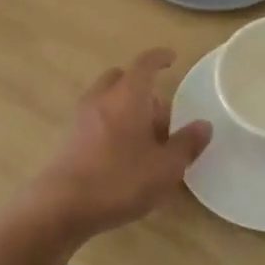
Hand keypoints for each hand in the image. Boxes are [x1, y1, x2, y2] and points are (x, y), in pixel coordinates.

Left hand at [20, 49, 210, 239]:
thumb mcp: (166, 167)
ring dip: (126, 109)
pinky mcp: (69, 140)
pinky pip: (96, 120)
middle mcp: (102, 98)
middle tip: (162, 117)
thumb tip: (203, 125)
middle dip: (143, 88)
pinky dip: (112, 125)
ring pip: (107, 100)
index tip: (171, 58)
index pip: (145, 64)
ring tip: (146, 141)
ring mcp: (81, 118)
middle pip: (122, 79)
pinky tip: (124, 155)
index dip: (159, 58)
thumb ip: (186, 144)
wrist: (61, 206)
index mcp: (128, 95)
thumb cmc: (120, 179)